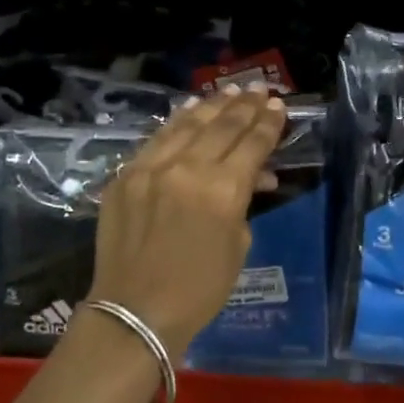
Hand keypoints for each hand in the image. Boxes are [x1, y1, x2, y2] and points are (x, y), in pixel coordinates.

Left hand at [84, 86, 288, 359]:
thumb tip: (254, 177)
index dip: (268, 124)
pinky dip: (177, 122)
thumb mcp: (237, 246)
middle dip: (244, 107)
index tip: (278, 106)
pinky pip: (157, 139)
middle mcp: (186, 169)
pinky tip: (189, 110)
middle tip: (259, 90)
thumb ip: (244, 203)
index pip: (251, 145)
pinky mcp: (125, 175)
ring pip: (187, 125)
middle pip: (221, 127)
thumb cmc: (198, 290)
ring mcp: (150, 168)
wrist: (135, 311)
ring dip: (212, 106)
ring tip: (230, 91)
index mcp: (221, 191)